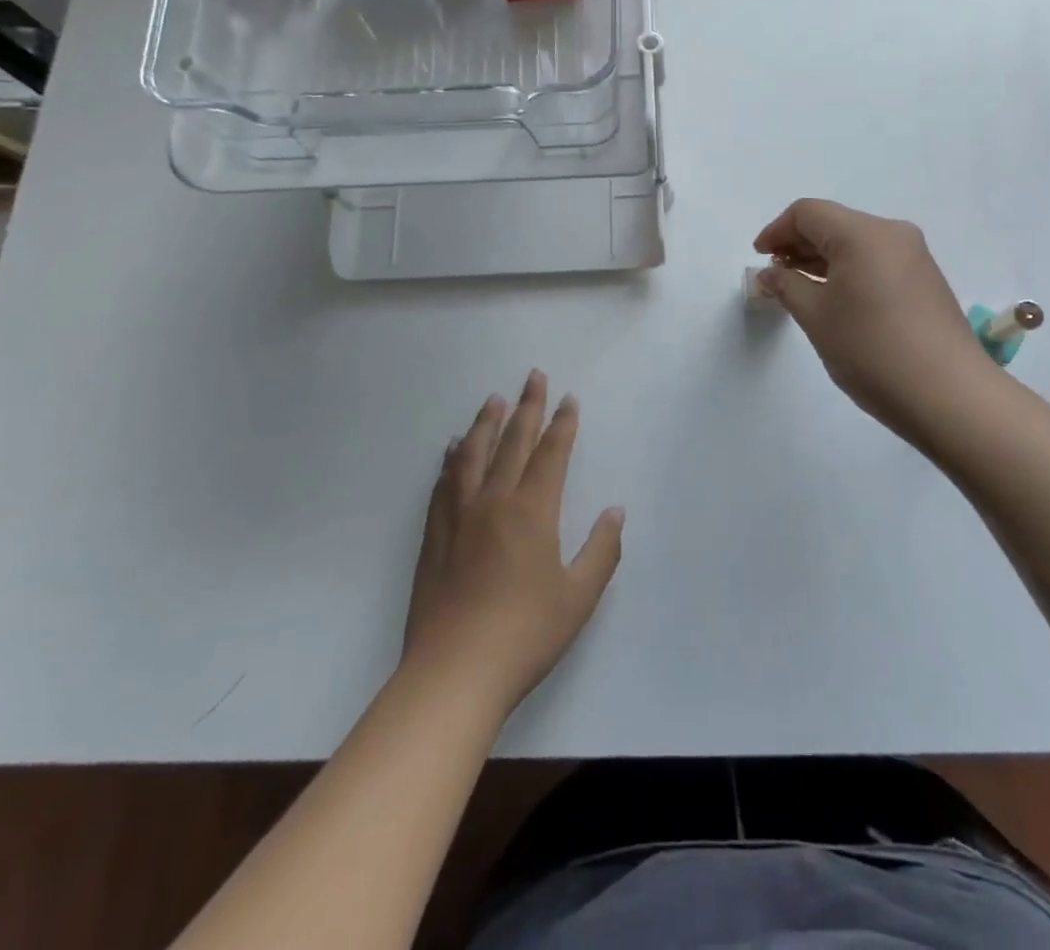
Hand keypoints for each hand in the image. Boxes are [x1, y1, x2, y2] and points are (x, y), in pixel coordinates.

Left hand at [402, 371, 623, 715]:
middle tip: (533, 376)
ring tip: (492, 400)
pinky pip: (443, 484)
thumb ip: (601, 550)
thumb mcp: (579, 597)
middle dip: (527, 407)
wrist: (454, 674)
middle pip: (512, 442)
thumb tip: (616, 512)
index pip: (550, 454)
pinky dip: (451, 460)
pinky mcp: (434, 537)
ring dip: (485, 423)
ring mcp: (458, 517)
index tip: (568, 399)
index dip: (562, 424)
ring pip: (472, 455)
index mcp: (532, 512)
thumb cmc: (525, 635)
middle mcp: (494, 502)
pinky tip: (452, 450)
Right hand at [754, 198, 989, 446]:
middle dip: (798, 244)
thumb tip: (770, 273)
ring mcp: (914, 256)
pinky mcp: (925, 280)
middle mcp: (892, 234)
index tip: (759, 258)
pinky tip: (833, 299)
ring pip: (856, 243)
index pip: (808, 213)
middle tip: (774, 276)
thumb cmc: (872, 350)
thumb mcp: (817, 317)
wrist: (949, 395)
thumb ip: (787, 286)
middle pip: (834, 224)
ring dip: (822, 259)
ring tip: (798, 289)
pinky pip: (875, 261)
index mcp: (863, 233)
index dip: (776, 231)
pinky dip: (847, 271)